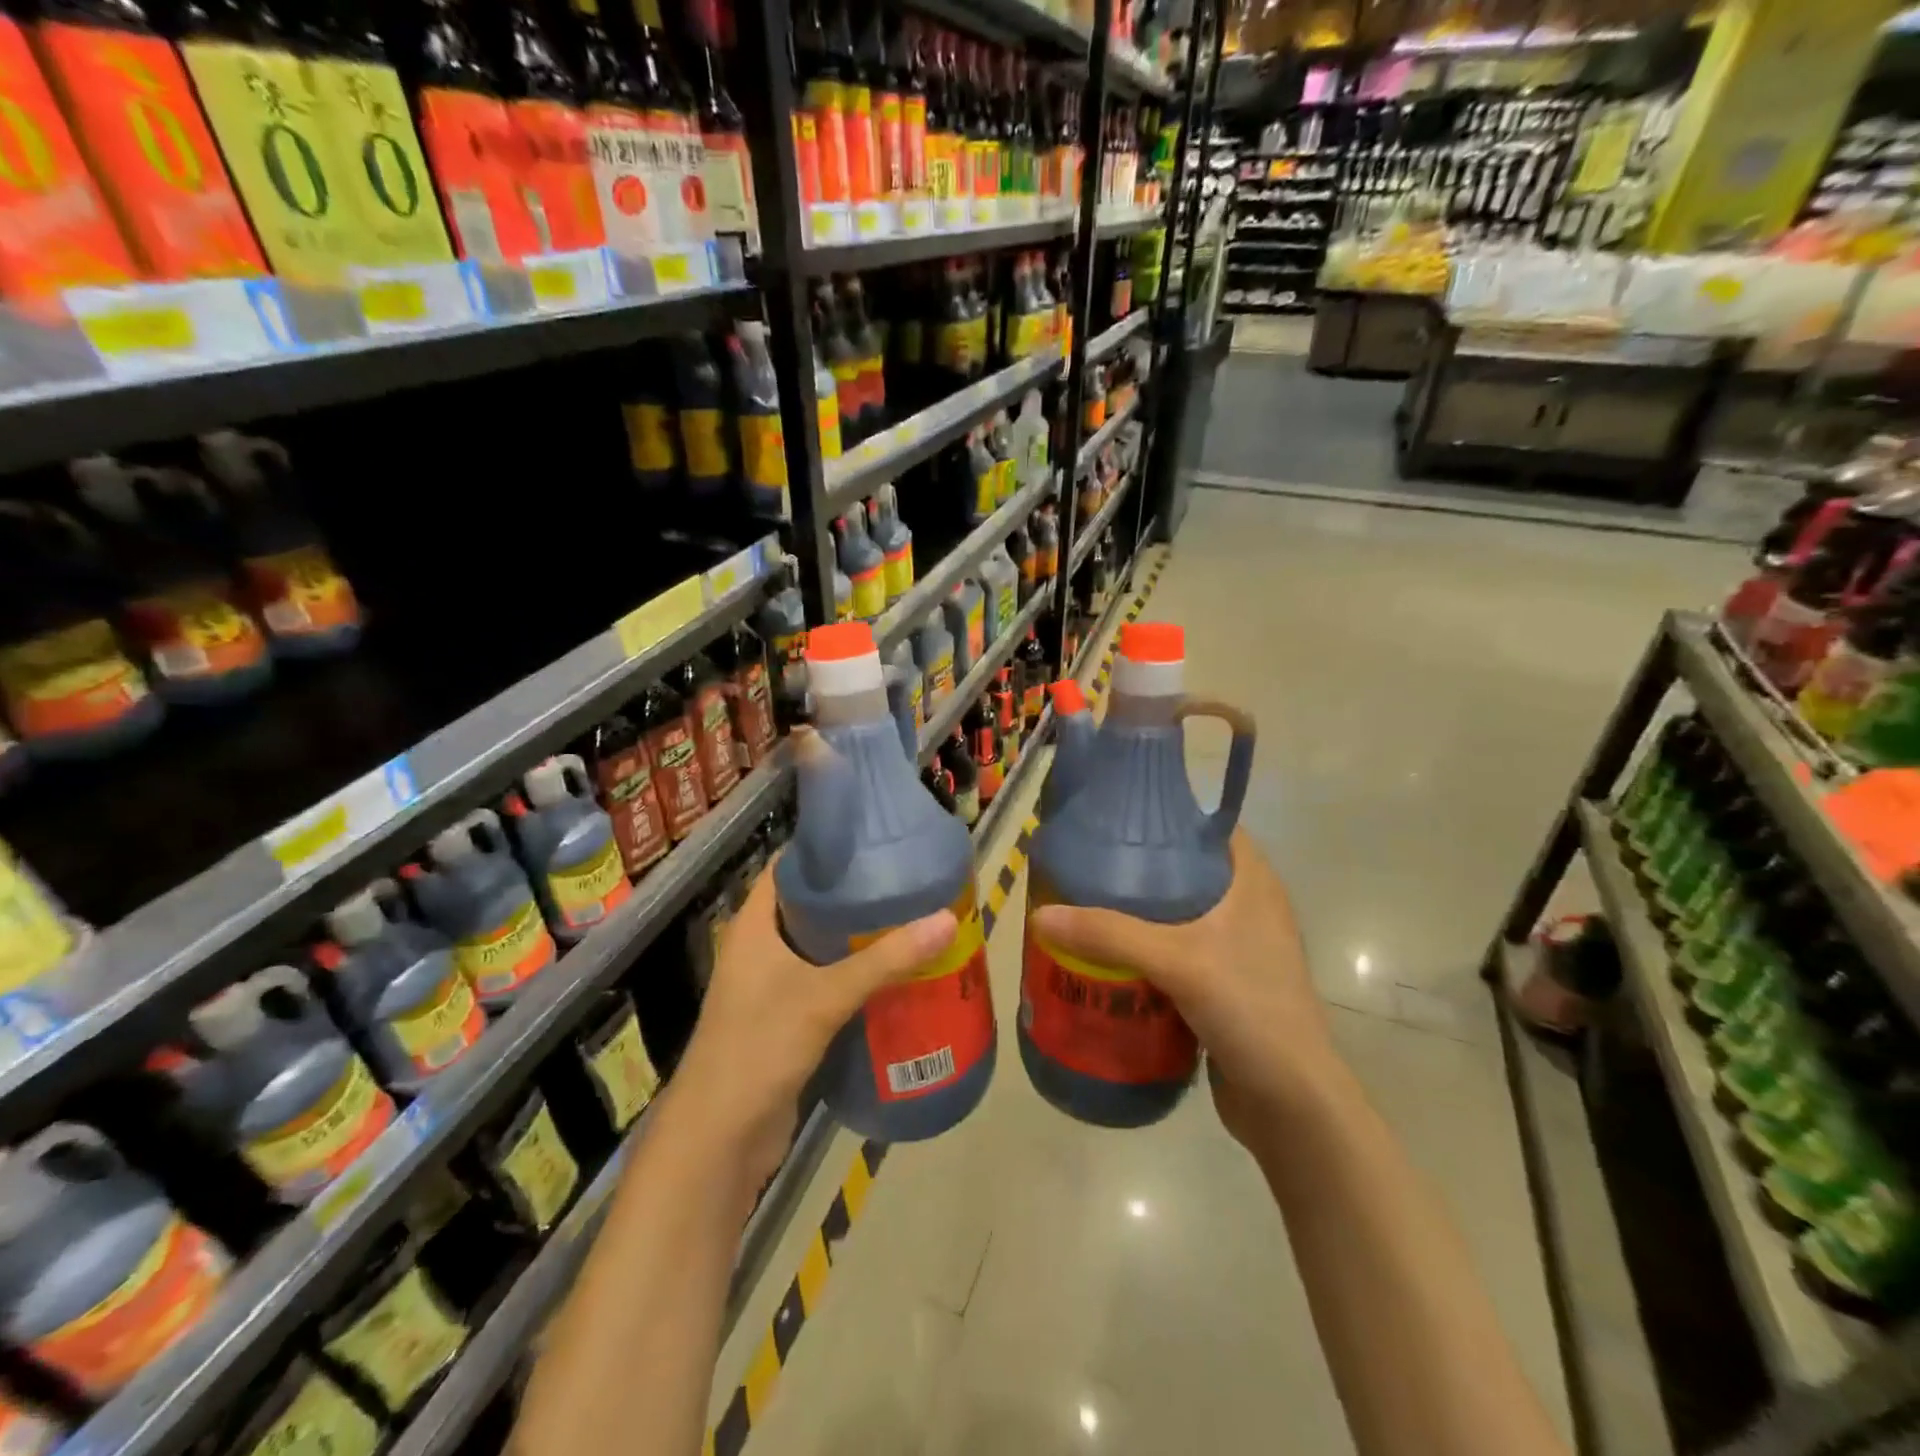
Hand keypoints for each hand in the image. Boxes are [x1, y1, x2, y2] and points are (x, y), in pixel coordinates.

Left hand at [670, 859, 956, 1190]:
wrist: (719, 1140)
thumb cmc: (759, 1047)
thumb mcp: (824, 996)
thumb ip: (884, 960)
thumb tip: (947, 919)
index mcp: (753, 927)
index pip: (787, 868)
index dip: (824, 851)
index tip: (872, 841)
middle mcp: (760, 950)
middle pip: (810, 908)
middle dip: (854, 898)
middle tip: (906, 883)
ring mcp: (771, 989)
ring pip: (821, 951)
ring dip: (859, 941)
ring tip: (911, 922)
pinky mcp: (787, 1023)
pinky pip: (827, 987)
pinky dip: (857, 979)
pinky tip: (897, 977)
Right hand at [1027, 831, 1336, 1144]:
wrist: (1291, 1104)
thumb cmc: (1250, 1010)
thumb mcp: (1178, 962)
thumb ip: (1109, 934)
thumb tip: (1039, 915)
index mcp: (1252, 883)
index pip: (1209, 827)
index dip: (1166, 816)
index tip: (1116, 816)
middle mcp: (1248, 907)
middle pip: (1185, 869)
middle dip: (1138, 865)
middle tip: (1086, 861)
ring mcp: (1237, 949)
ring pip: (1178, 914)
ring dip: (1137, 911)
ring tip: (1084, 901)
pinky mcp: (1222, 984)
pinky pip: (1175, 951)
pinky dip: (1144, 947)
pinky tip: (1105, 953)